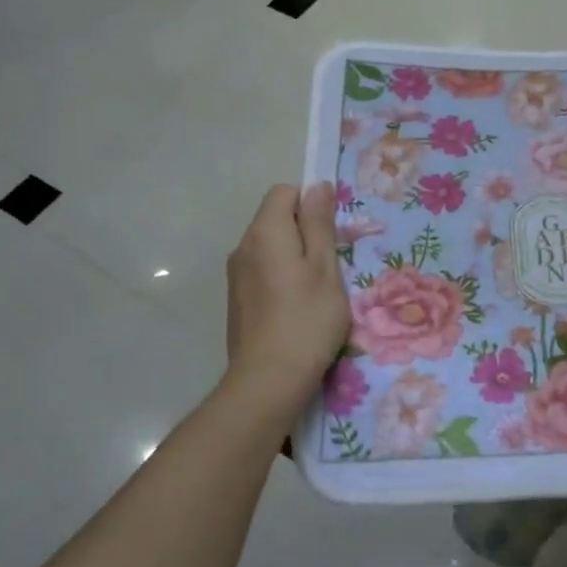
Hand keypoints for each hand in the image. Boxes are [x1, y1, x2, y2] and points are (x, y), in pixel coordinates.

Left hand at [225, 183, 350, 405]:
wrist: (268, 381)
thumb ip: (319, 224)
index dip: (310, 203)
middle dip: (304, 232)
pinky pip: (261, 271)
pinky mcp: (236, 299)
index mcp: (265, 232)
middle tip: (330, 265)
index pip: (284, 192)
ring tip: (316, 290)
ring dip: (293, 257)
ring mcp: (236, 275)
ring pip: (269, 247)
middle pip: (275, 219)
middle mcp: (243, 246)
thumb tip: (317, 186)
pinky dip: (280, 277)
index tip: (331, 234)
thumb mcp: (325, 268)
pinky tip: (296, 308)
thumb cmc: (307, 319)